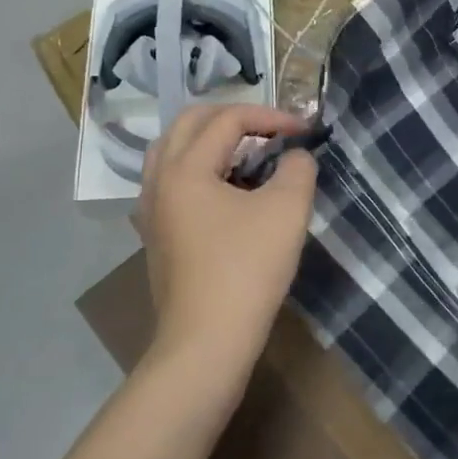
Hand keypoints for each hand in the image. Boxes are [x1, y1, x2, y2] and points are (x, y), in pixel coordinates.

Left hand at [135, 105, 318, 372]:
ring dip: (212, 141)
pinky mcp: (158, 235)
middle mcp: (160, 180)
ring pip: (175, 151)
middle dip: (234, 117)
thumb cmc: (247, 269)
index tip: (305, 131)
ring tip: (248, 154)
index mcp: (186, 168)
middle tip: (270, 130)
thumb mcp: (287, 210)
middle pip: (190, 123)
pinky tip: (229, 192)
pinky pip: (174, 181)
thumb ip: (298, 168)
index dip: (271, 116)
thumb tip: (295, 157)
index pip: (228, 118)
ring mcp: (152, 210)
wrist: (207, 342)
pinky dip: (202, 169)